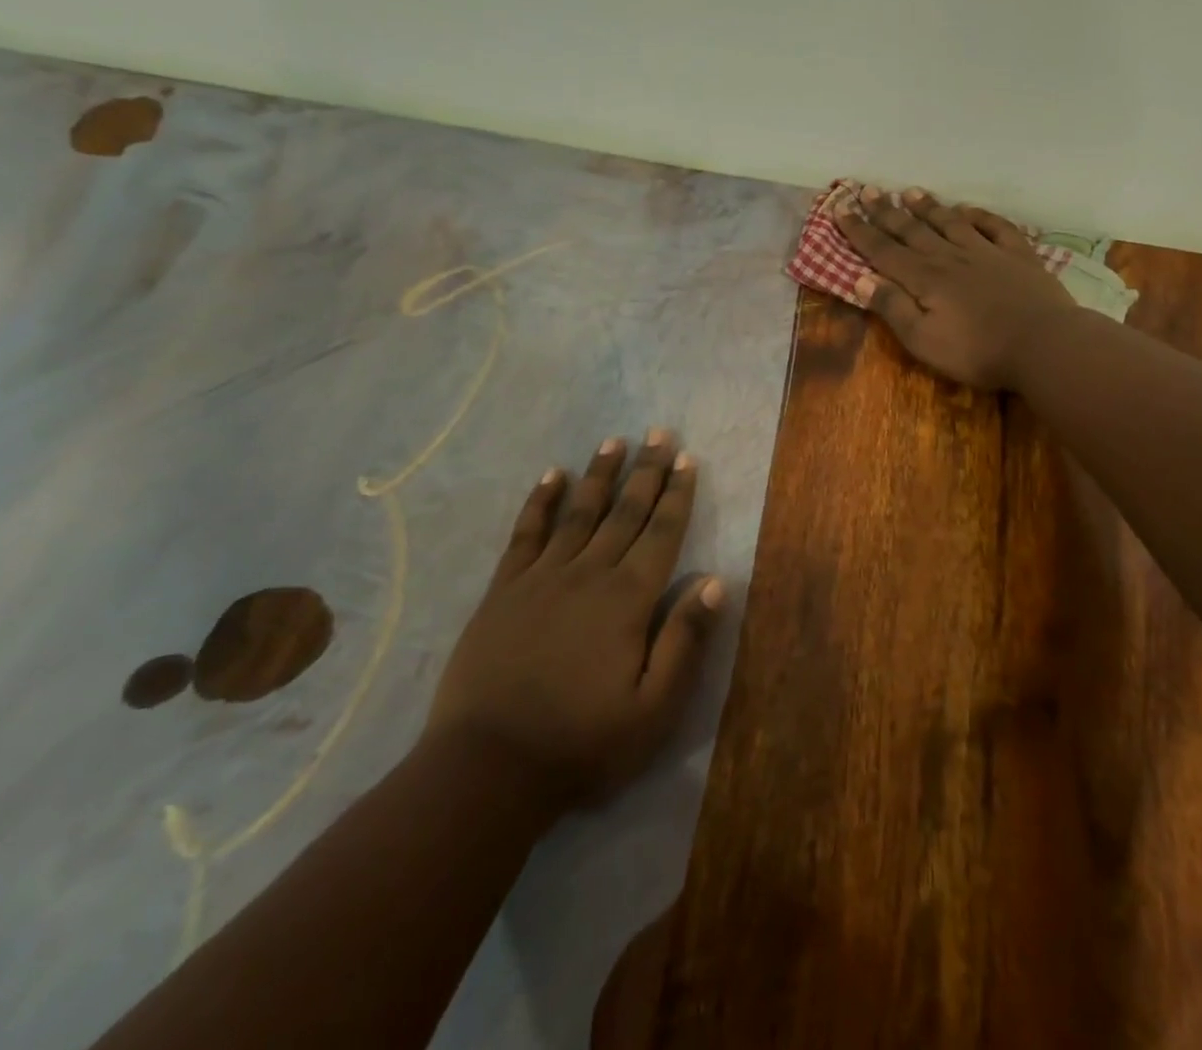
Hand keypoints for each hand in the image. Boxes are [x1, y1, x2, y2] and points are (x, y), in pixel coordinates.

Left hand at [423, 431, 723, 814]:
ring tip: (614, 441)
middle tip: (660, 433)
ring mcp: (542, 578)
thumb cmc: (582, 744)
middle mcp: (589, 575)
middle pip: (625, 512)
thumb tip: (714, 581)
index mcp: (628, 600)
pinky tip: (551, 475)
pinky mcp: (504, 590)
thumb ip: (685, 641)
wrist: (487, 768)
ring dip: (599, 475)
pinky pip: (526, 534)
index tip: (688, 459)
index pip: (662, 534)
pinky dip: (540, 502)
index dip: (677, 495)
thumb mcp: (653, 710)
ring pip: (579, 513)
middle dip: (647, 471)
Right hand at [833, 186, 1076, 389]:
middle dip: (886, 212)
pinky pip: (994, 227)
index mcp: (924, 278)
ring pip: (950, 223)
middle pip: (912, 230)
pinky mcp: (1018, 256)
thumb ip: (892, 308)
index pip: (883, 250)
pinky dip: (979, 216)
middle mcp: (950, 257)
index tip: (841, 209)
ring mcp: (986, 252)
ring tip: (910, 192)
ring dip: (928, 207)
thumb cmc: (977, 351)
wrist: (1043, 344)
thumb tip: (860, 278)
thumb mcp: (923, 340)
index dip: (859, 230)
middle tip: (868, 190)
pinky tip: (968, 210)